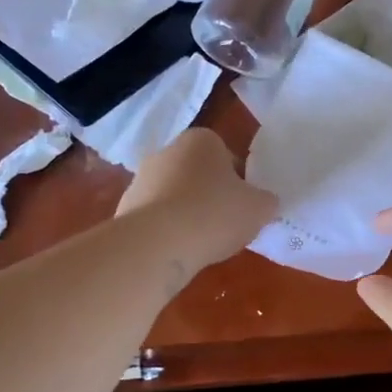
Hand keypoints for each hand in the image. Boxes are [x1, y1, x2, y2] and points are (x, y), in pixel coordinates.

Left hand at [116, 129, 277, 273]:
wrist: (157, 243)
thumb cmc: (214, 214)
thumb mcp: (259, 208)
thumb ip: (266, 201)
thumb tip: (265, 202)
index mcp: (201, 140)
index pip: (228, 157)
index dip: (240, 183)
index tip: (244, 206)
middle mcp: (167, 151)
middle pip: (199, 175)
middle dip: (211, 196)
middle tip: (227, 225)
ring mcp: (141, 178)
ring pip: (175, 196)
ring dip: (188, 214)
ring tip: (203, 243)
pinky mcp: (125, 208)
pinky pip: (157, 218)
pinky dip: (168, 231)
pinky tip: (179, 250)